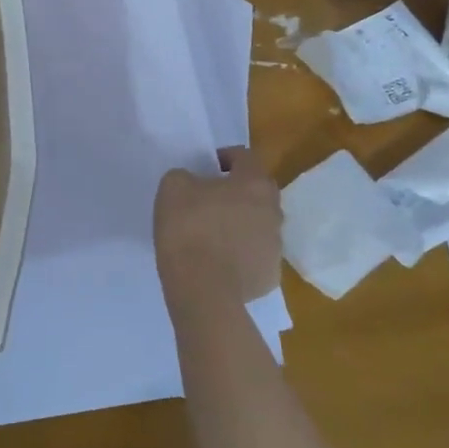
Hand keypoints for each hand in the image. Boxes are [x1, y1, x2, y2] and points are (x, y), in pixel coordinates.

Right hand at [155, 147, 282, 310]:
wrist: (203, 290)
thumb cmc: (188, 229)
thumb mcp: (172, 187)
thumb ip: (186, 176)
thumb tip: (194, 183)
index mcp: (254, 184)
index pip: (245, 157)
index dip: (224, 157)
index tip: (206, 168)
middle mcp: (273, 211)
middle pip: (257, 192)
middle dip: (236, 192)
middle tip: (208, 201)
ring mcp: (276, 246)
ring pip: (258, 225)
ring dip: (240, 224)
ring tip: (211, 235)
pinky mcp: (271, 276)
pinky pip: (254, 256)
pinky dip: (240, 255)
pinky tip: (217, 262)